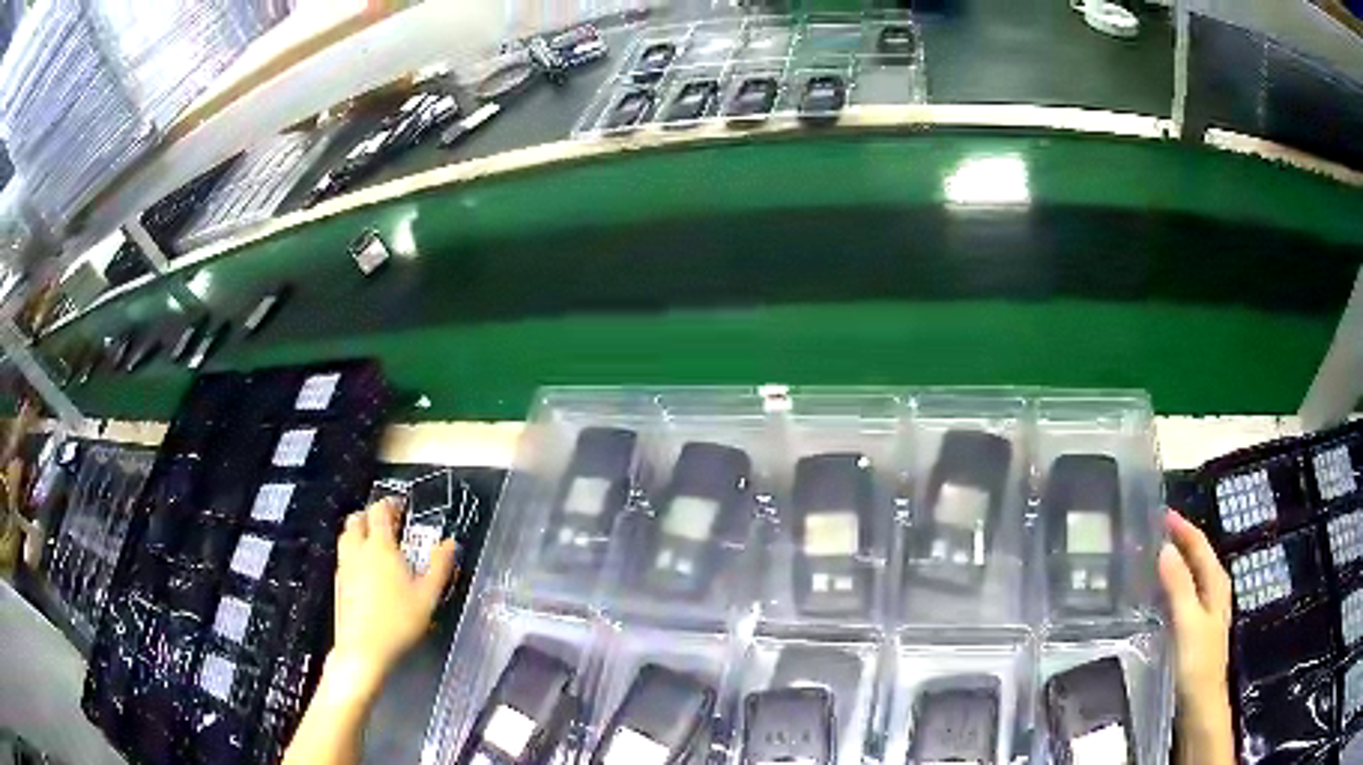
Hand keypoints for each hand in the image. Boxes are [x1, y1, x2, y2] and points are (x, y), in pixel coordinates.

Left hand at [330, 498, 456, 693]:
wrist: (363, 649)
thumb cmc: (398, 621)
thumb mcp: (427, 596)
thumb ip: (439, 567)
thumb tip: (450, 543)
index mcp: (380, 547)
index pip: (379, 511)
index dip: (389, 504)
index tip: (401, 507)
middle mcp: (358, 551)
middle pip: (357, 519)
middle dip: (371, 516)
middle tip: (388, 524)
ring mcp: (345, 567)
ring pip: (346, 536)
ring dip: (359, 532)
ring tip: (376, 544)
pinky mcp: (339, 584)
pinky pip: (344, 557)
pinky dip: (354, 553)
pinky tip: (366, 571)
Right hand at [1159, 509, 1233, 764]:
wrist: (1200, 704)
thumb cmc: (1197, 662)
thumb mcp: (1187, 622)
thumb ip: (1178, 586)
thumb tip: (1164, 547)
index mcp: (1216, 583)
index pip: (1199, 545)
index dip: (1182, 528)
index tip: (1160, 512)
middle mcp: (1214, 591)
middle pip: (1198, 557)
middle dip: (1179, 541)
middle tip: (1151, 532)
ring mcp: (1205, 611)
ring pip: (1191, 576)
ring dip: (1175, 563)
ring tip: (1151, 557)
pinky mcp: (1195, 629)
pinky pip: (1184, 595)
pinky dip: (1172, 586)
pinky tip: (1157, 595)